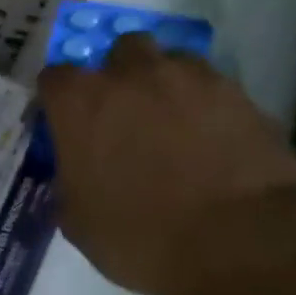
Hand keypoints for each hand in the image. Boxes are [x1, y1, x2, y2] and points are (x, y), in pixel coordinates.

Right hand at [36, 34, 295, 294]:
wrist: (241, 242)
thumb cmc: (139, 236)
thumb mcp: (77, 219)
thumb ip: (70, 180)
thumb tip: (78, 171)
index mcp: (80, 103)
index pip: (54, 78)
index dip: (58, 102)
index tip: (64, 126)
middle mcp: (131, 76)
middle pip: (119, 52)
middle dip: (118, 76)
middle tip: (122, 118)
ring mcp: (191, 79)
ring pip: (170, 61)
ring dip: (164, 85)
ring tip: (170, 125)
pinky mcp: (241, 95)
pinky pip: (212, 87)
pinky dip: (204, 106)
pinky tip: (208, 141)